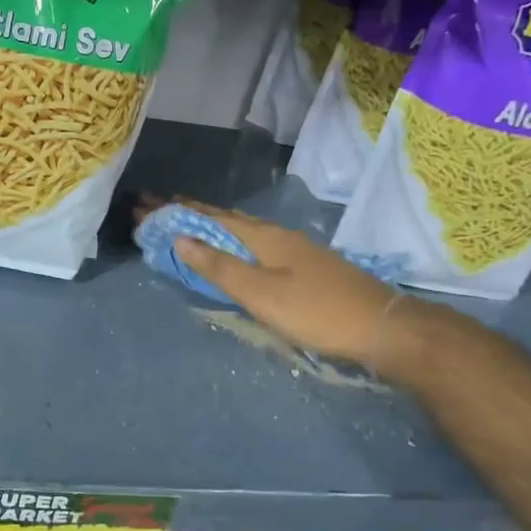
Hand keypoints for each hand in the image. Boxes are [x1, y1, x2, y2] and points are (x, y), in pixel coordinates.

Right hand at [157, 202, 439, 377]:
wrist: (382, 327)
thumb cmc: (316, 311)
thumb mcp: (261, 293)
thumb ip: (219, 267)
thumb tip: (180, 239)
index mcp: (264, 237)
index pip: (212, 216)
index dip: (178, 211)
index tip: (148, 203)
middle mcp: (278, 235)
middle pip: (226, 219)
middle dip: (191, 215)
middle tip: (159, 211)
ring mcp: (295, 250)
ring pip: (243, 232)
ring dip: (212, 228)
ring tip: (188, 227)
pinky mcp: (306, 267)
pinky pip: (256, 246)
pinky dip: (232, 244)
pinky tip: (234, 254)